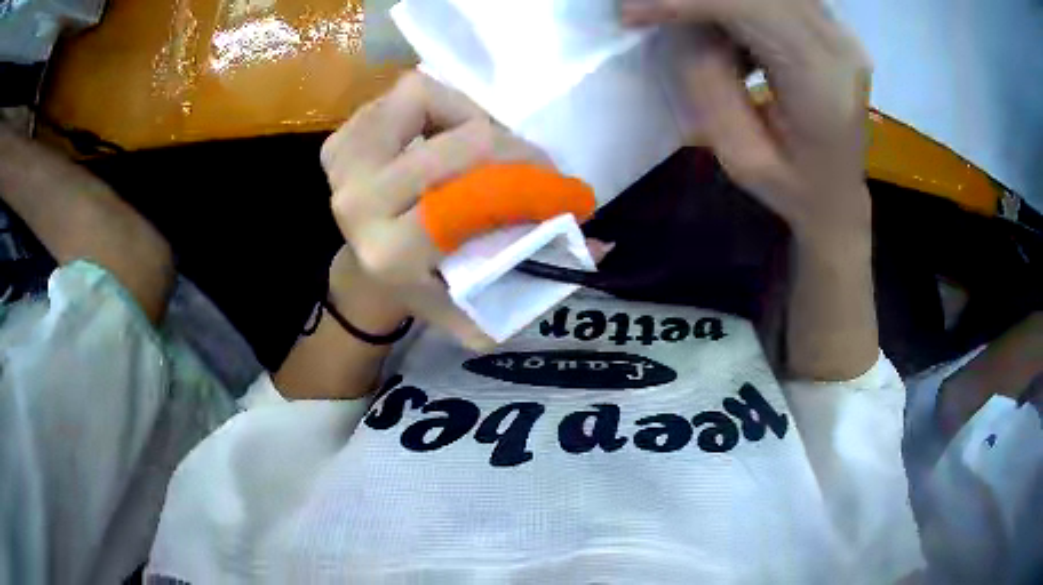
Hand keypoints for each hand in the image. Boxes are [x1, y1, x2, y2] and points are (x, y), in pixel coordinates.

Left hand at [321, 72, 548, 348]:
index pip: (475, 196)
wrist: (365, 275)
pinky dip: (436, 105)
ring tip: (481, 146)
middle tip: (535, 163)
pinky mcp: (337, 144)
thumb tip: (599, 245)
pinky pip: (402, 95)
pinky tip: (442, 135)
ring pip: (425, 97)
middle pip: (459, 141)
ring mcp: (342, 167)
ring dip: (468, 116)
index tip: (560, 189)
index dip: (530, 182)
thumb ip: (538, 284)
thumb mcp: (479, 310)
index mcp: (392, 251)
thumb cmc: (425, 289)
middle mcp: (357, 204)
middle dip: (513, 148)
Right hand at [622, 0, 872, 243]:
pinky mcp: (829, 28)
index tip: (633, 11)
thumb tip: (684, 28)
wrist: (840, 194)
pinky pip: (774, 0)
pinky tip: (726, 34)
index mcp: (821, 85)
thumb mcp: (740, 157)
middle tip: (648, 12)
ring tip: (689, 29)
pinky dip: (736, 7)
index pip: (750, 9)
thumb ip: (707, 84)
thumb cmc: (794, 189)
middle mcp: (838, 47)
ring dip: (717, 4)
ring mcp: (838, 33)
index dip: (688, 1)